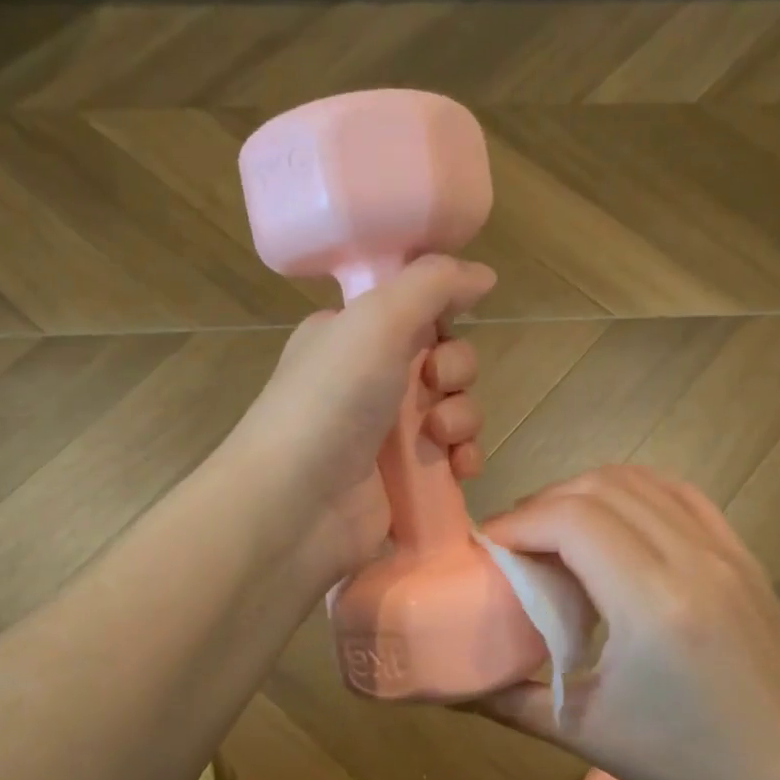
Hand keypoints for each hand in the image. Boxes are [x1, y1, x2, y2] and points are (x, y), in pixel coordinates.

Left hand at [228, 256, 497, 586]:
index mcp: (352, 336)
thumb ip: (432, 284)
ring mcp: (386, 435)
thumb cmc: (331, 401)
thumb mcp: (377, 319)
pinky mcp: (404, 481)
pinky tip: (459, 468)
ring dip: (464, 417)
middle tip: (436, 383)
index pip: (415, 312)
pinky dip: (464, 459)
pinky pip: (453, 458)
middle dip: (456, 370)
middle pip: (442, 361)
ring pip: (454, 411)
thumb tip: (483, 274)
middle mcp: (368, 381)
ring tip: (441, 436)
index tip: (444, 326)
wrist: (296, 505)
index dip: (441, 317)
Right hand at [471, 466, 779, 779]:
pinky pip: (681, 494)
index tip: (487, 547)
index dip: (518, 522)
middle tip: (514, 543)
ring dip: (586, 493)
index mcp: (652, 604)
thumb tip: (448, 688)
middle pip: (600, 488)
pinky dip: (635, 493)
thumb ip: (508, 701)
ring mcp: (726, 551)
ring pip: (641, 481)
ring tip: (556, 531)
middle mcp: (692, 560)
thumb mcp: (586, 734)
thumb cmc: (687, 766)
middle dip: (543, 504)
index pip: (571, 520)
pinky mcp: (744, 556)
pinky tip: (614, 523)